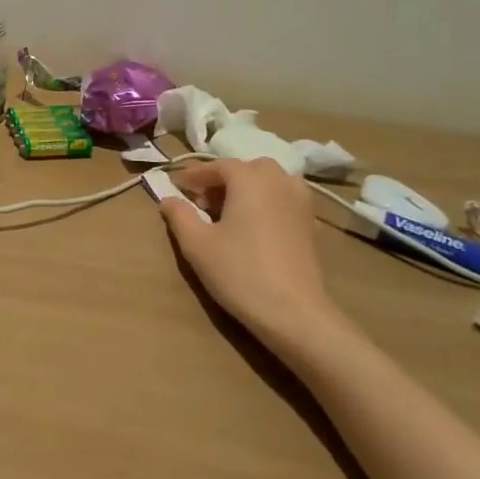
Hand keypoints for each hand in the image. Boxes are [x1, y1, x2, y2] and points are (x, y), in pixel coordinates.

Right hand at [159, 158, 350, 351]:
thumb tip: (169, 199)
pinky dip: (265, 202)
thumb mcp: (196, 244)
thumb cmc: (239, 272)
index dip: (194, 175)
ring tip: (227, 213)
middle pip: (246, 169)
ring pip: (268, 182)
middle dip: (222, 179)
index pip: (217, 166)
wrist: (294, 312)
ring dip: (246, 189)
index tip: (177, 187)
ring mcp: (300, 201)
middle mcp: (279, 181)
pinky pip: (282, 199)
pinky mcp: (310, 223)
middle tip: (201, 202)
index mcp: (249, 179)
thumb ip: (179, 215)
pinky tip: (252, 227)